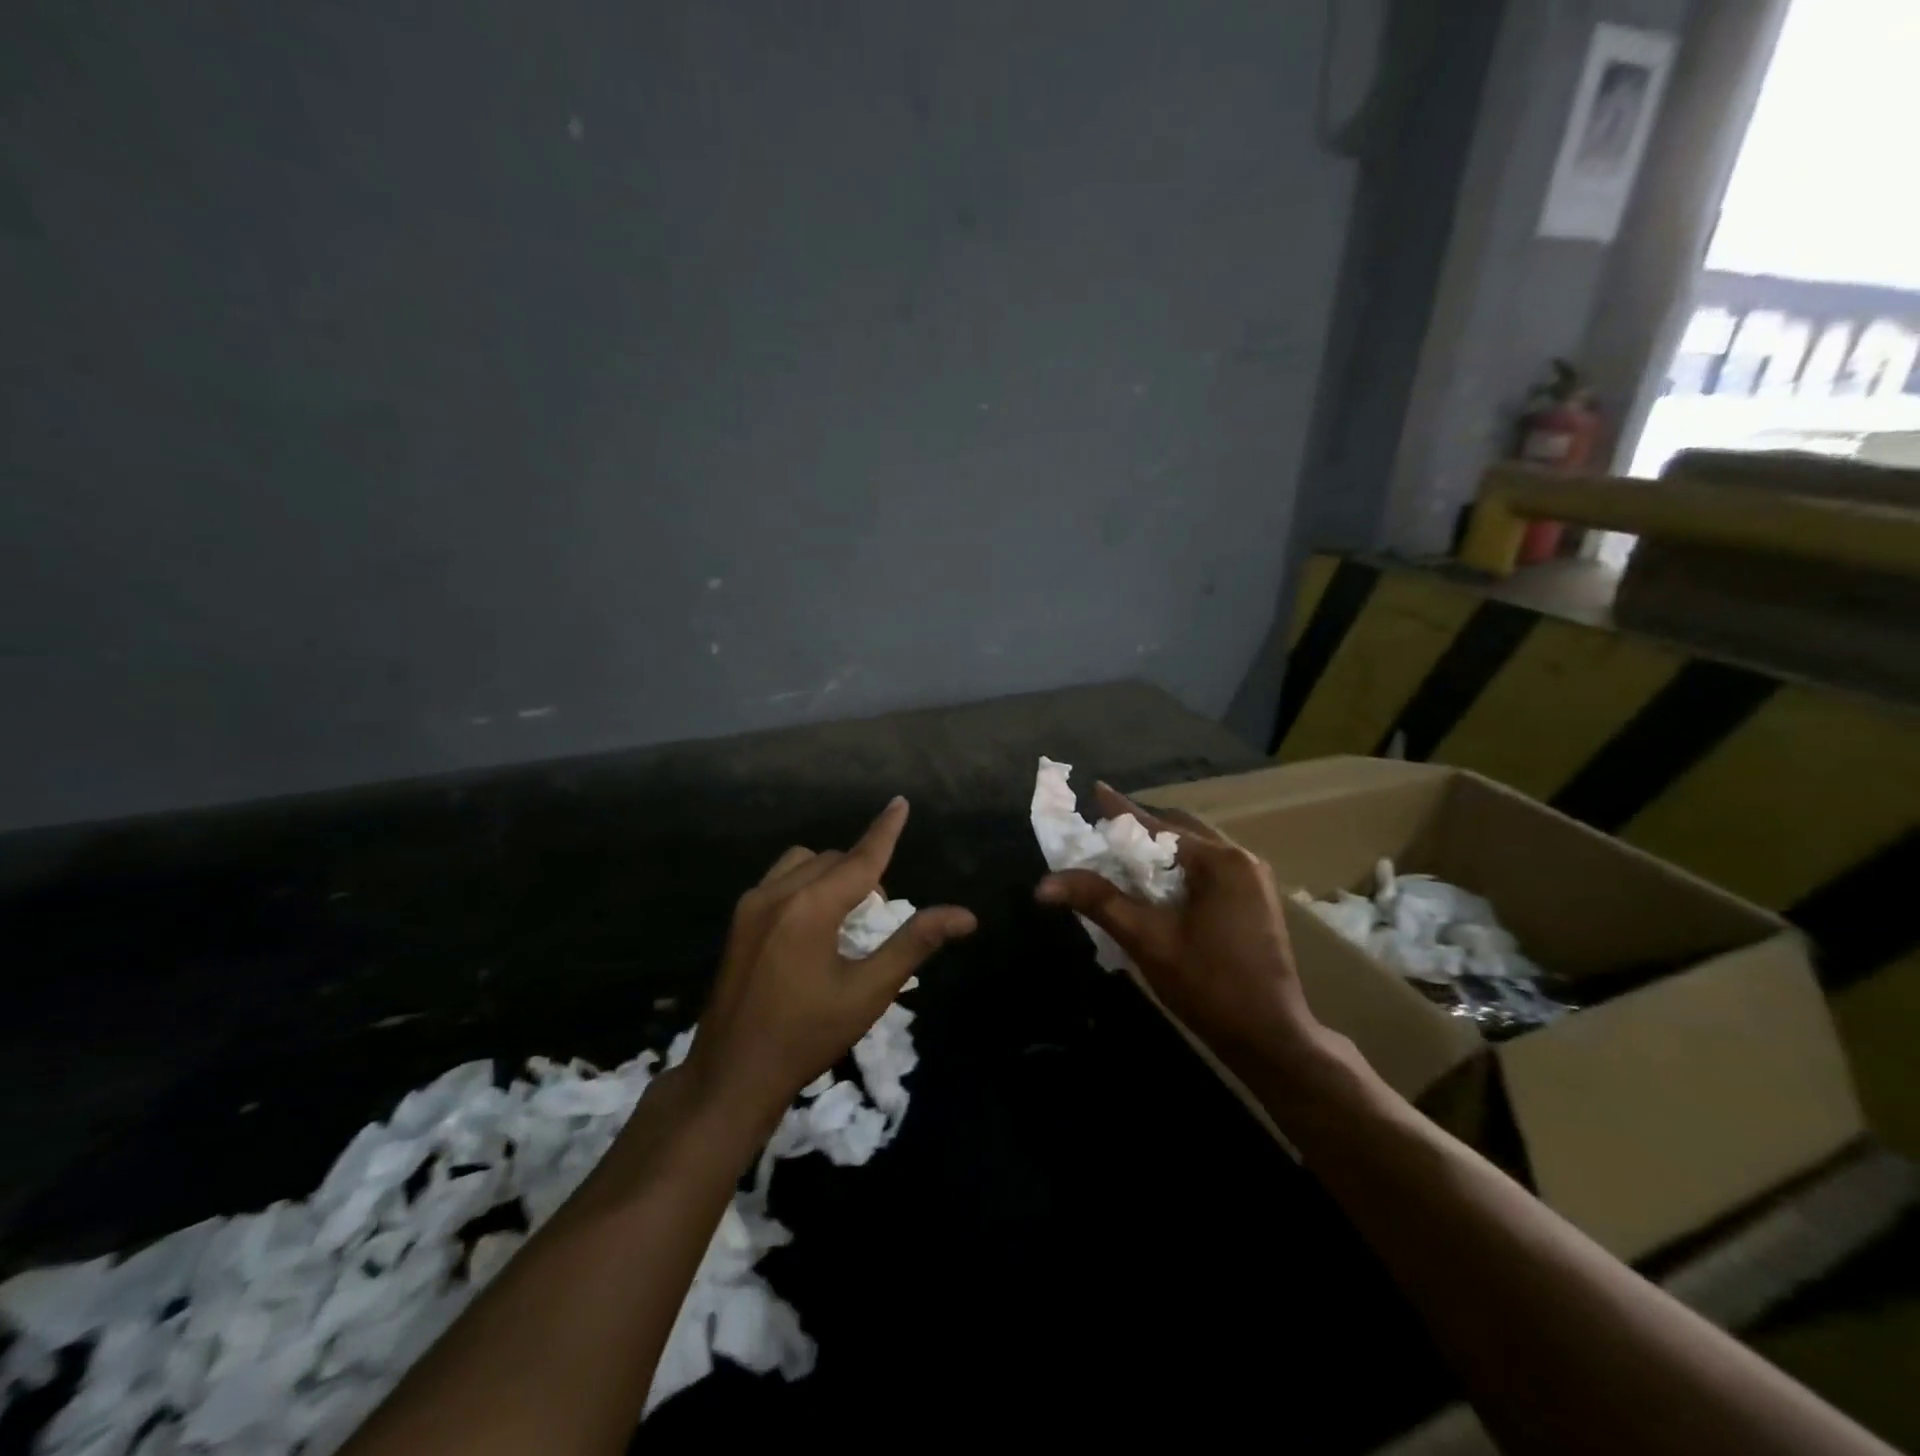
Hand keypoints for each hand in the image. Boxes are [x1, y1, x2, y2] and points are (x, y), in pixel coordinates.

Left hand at [685, 797, 975, 1126]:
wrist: (732, 1076)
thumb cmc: (806, 1036)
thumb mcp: (868, 993)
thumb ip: (914, 944)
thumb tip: (964, 916)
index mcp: (810, 908)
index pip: (861, 858)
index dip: (885, 831)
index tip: (901, 802)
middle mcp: (777, 894)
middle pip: (834, 860)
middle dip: (863, 873)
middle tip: (878, 919)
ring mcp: (751, 905)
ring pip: (803, 863)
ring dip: (832, 874)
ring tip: (845, 918)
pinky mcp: (739, 921)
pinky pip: (781, 879)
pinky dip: (806, 884)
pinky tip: (812, 925)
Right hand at [1035, 784, 1324, 1071]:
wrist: (1270, 1038)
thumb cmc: (1208, 986)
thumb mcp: (1147, 940)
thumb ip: (1098, 901)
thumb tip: (1044, 884)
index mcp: (1220, 861)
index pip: (1158, 826)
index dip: (1121, 810)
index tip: (1095, 789)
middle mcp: (1241, 859)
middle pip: (1180, 830)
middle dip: (1142, 829)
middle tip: (1104, 834)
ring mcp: (1254, 879)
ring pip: (1196, 849)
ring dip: (1162, 850)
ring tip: (1125, 858)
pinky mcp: (1255, 900)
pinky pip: (1209, 868)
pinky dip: (1180, 868)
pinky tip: (1159, 885)